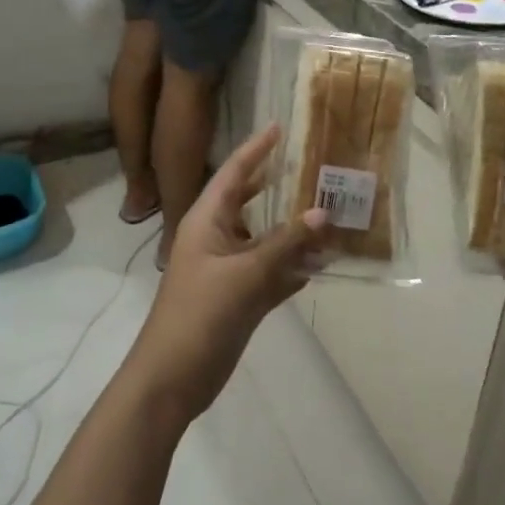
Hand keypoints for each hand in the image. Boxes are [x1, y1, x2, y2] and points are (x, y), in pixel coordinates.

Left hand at [131, 125, 329, 419]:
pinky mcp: (239, 298)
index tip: (279, 127)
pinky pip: (271, 273)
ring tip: (331, 215)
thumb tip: (323, 210)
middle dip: (279, 188)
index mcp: (207, 221)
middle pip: (252, 204)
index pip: (234, 173)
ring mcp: (228, 270)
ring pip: (266, 241)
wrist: (173, 378)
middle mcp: (217, 238)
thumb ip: (286, 242)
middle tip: (314, 170)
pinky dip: (292, 268)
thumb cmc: (201, 314)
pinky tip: (321, 263)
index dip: (256, 149)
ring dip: (293, 233)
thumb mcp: (246, 274)